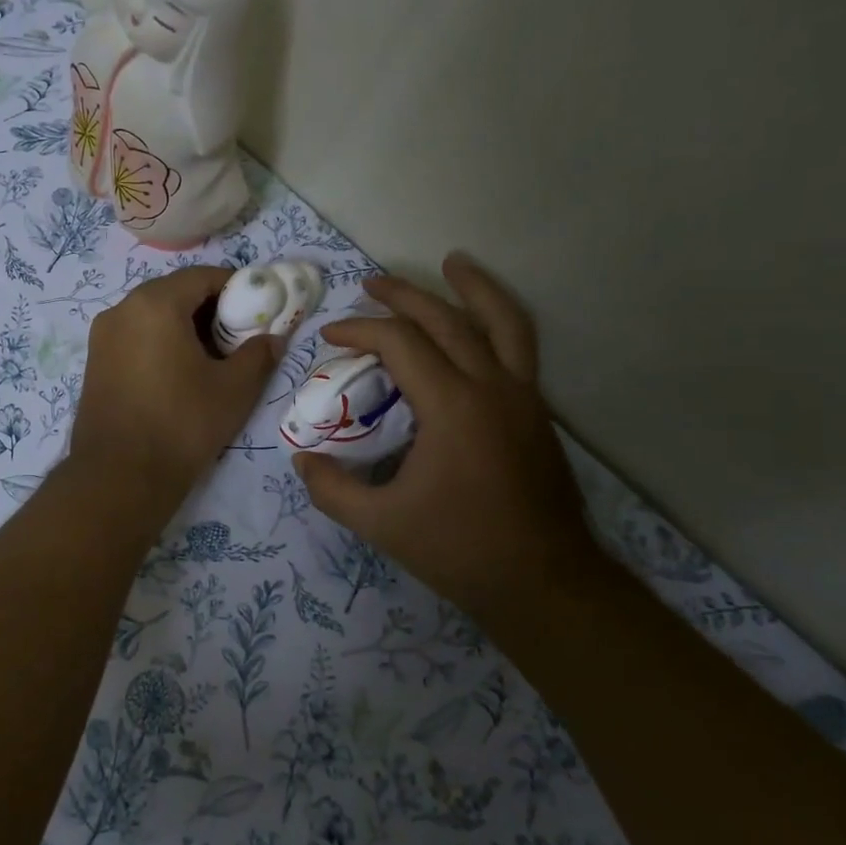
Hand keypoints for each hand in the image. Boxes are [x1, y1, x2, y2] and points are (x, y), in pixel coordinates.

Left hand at [69, 266, 279, 500]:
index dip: (236, 288)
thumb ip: (258, 355)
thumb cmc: (182, 424)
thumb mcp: (234, 390)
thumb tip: (273, 338)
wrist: (119, 477)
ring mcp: (103, 336)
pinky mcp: (95, 362)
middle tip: (238, 335)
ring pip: (153, 315)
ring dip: (185, 326)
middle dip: (211, 308)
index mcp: (155, 304)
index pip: (203, 277)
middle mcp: (122, 309)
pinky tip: (180, 373)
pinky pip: (135, 336)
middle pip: (175, 292)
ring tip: (212, 357)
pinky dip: (161, 342)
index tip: (259, 309)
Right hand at [295, 253, 598, 614]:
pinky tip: (481, 325)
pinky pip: (519, 347)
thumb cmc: (460, 549)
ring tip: (454, 262)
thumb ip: (332, 489)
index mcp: (453, 406)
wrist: (544, 582)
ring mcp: (523, 396)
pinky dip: (498, 321)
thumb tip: (301, 459)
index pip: (400, 343)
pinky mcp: (537, 412)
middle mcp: (492, 387)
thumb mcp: (381, 523)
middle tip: (371, 283)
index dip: (360, 331)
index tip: (330, 337)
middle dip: (404, 296)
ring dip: (474, 287)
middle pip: (447, 319)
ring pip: (503, 321)